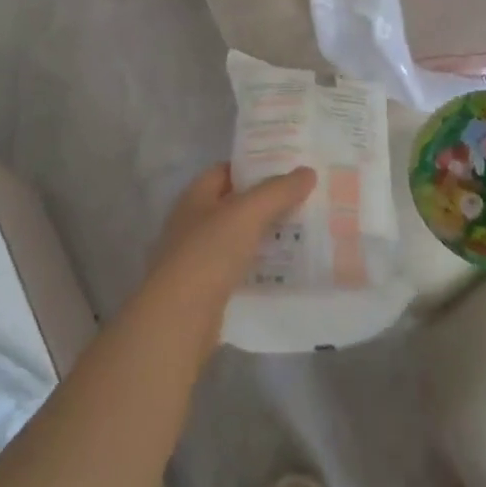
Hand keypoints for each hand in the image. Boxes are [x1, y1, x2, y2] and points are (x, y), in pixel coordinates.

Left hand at [145, 165, 316, 339]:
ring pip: (240, 238)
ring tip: (306, 232)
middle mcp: (195, 222)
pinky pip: (241, 268)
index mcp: (196, 196)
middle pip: (236, 204)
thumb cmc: (208, 253)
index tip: (290, 168)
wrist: (178, 320)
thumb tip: (307, 171)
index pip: (228, 170)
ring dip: (267, 235)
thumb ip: (277, 191)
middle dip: (268, 202)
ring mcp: (200, 257)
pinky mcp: (209, 289)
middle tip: (307, 200)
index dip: (256, 167)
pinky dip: (261, 266)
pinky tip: (288, 269)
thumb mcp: (246, 214)